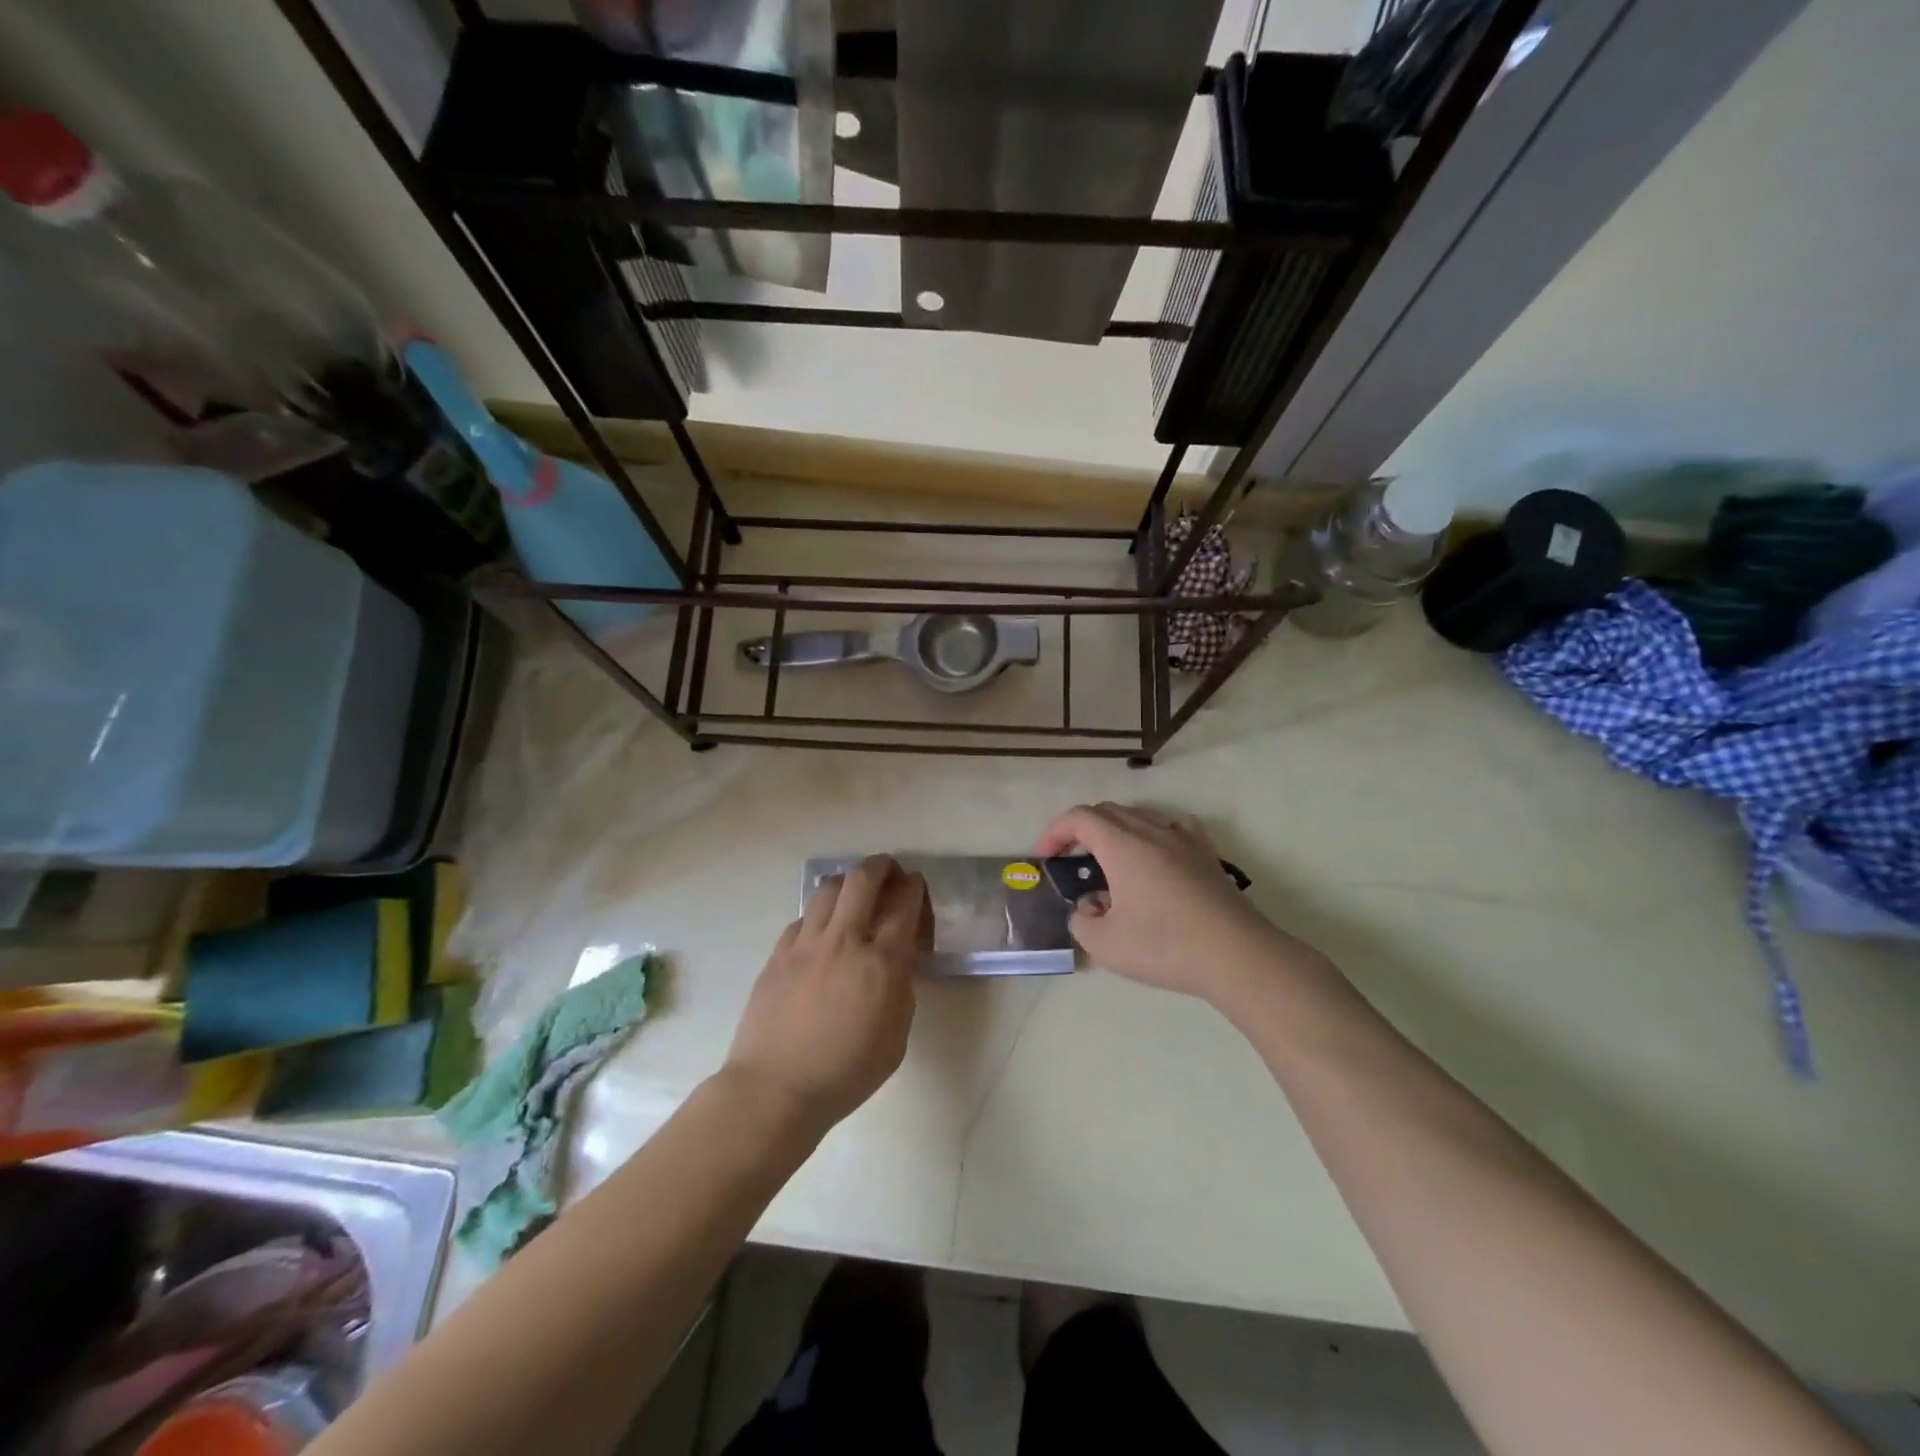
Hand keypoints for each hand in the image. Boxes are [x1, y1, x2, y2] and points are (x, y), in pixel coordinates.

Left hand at [723, 855, 931, 1132]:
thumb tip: (899, 963)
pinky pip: (802, 918)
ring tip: (854, 895)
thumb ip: (902, 991)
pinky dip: (818, 916)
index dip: (914, 888)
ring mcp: (806, 943)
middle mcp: (844, 940)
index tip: (915, 886)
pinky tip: (821, 934)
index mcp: (881, 962)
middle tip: (889, 872)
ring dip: (848, 883)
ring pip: (828, 888)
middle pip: (864, 878)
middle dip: (882, 865)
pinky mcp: (778, 953)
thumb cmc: (845, 1073)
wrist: (775, 1089)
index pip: (904, 904)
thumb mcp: (895, 1039)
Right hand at [1036, 804, 1308, 1004]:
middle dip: (1080, 830)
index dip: (1055, 832)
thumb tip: (1088, 908)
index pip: (1080, 818)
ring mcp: (1183, 840)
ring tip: (1108, 862)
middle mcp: (1151, 831)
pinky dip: (1151, 833)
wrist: (1237, 956)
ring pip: (1139, 817)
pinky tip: (1154, 854)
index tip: (1044, 858)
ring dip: (1114, 832)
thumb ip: (1082, 922)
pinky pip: (1172, 827)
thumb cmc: (1165, 946)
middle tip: (1069, 860)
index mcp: (1122, 845)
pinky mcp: (1206, 855)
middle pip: (1107, 812)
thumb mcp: (1105, 944)